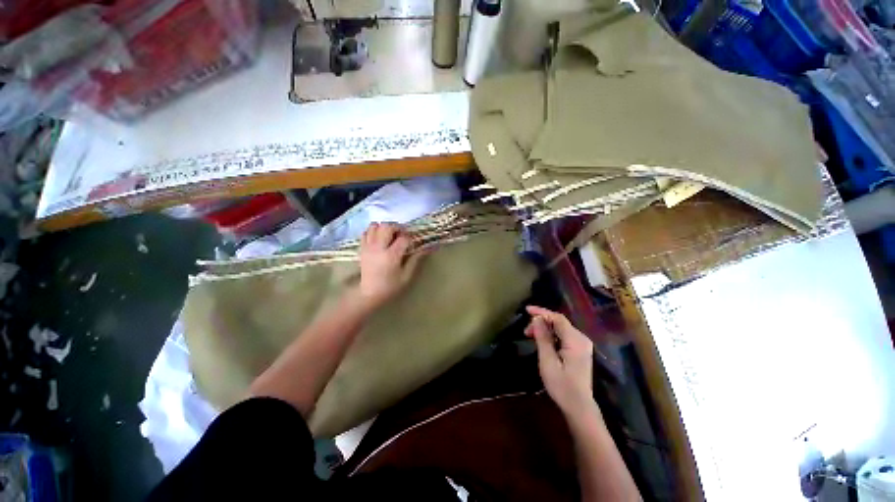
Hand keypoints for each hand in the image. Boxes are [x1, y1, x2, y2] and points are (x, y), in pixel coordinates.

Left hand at [357, 222, 421, 307]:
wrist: (369, 293)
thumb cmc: (390, 286)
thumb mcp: (406, 276)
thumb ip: (415, 260)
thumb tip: (426, 248)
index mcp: (391, 256)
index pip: (403, 238)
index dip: (410, 239)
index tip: (411, 245)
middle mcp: (379, 248)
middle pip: (387, 226)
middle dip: (397, 228)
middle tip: (401, 235)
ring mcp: (368, 247)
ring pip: (375, 226)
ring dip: (384, 228)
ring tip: (390, 236)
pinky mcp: (362, 248)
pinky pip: (366, 232)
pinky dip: (373, 232)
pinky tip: (379, 239)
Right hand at [525, 306, 596, 417]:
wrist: (579, 407)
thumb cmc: (561, 385)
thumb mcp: (548, 361)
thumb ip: (543, 338)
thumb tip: (537, 319)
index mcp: (575, 340)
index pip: (557, 318)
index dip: (541, 312)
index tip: (526, 310)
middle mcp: (581, 338)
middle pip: (559, 322)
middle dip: (541, 322)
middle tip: (526, 331)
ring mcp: (582, 344)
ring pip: (561, 328)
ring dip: (545, 328)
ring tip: (530, 335)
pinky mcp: (580, 350)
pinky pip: (563, 335)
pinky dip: (551, 334)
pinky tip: (542, 340)